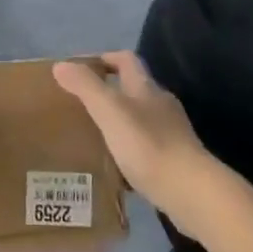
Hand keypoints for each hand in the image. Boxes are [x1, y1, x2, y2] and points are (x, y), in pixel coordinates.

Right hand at [53, 52, 219, 232]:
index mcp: (146, 88)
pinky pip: (148, 147)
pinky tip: (117, 166)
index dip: (104, 58)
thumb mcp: (110, 111)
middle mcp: (162, 105)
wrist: (191, 192)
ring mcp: (173, 133)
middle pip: (134, 88)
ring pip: (141, 119)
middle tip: (81, 105)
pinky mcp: (177, 161)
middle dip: (109, 92)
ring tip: (95, 136)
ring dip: (120, 122)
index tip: (81, 69)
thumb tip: (60, 65)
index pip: (126, 60)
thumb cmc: (148, 145)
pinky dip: (130, 149)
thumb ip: (85, 87)